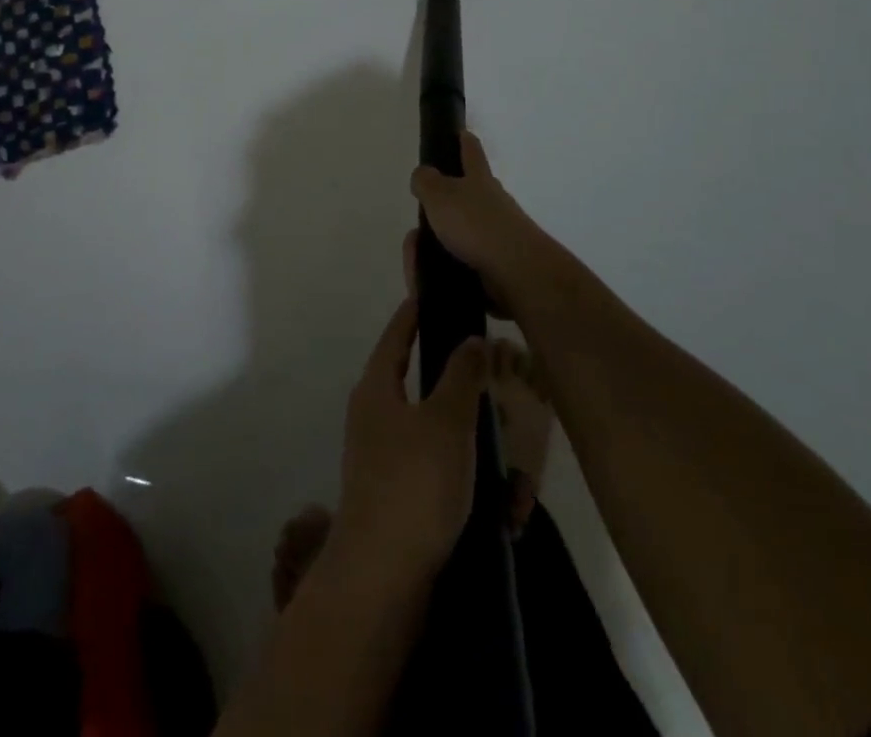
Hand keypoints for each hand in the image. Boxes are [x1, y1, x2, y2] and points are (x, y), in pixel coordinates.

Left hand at [334, 299, 488, 586]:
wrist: (382, 577)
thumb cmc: (414, 485)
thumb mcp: (447, 422)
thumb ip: (462, 375)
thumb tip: (470, 339)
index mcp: (376, 388)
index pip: (397, 334)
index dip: (416, 311)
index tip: (438, 293)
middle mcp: (372, 414)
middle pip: (413, 378)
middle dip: (449, 371)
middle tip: (486, 359)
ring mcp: (380, 455)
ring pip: (428, 423)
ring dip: (461, 422)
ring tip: (497, 419)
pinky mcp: (393, 491)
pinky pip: (432, 461)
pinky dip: (459, 459)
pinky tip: (490, 474)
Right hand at [408, 133, 553, 313]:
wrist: (516, 271)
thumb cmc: (475, 225)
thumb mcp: (439, 195)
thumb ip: (426, 182)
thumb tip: (423, 174)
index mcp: (479, 178)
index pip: (471, 151)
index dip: (464, 139)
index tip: (461, 131)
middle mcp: (494, 200)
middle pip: (476, 188)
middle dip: (458, 190)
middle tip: (433, 201)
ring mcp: (503, 231)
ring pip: (476, 223)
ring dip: (458, 228)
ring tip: (432, 241)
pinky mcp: (503, 260)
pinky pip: (477, 253)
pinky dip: (462, 256)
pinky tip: (446, 265)